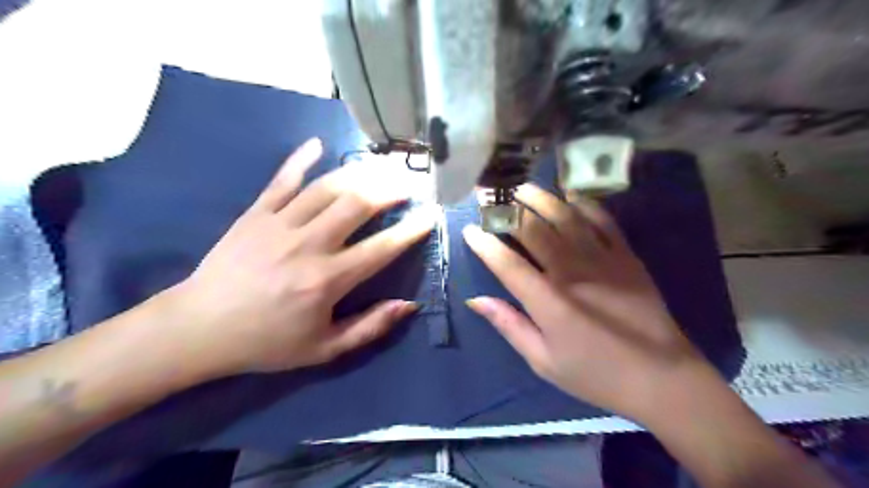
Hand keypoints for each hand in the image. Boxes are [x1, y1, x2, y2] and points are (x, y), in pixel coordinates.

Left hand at [160, 140, 433, 375]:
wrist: (199, 329)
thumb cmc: (267, 342)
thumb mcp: (324, 349)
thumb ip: (370, 327)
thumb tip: (408, 305)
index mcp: (327, 280)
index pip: (382, 248)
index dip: (411, 230)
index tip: (430, 215)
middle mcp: (308, 245)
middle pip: (357, 204)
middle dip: (389, 190)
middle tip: (407, 184)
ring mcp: (279, 224)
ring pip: (326, 188)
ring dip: (358, 174)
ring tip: (380, 168)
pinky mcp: (255, 214)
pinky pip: (282, 180)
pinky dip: (301, 159)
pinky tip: (317, 143)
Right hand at [465, 185, 709, 420]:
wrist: (661, 377)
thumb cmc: (595, 374)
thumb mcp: (543, 361)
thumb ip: (509, 325)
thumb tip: (476, 300)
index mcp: (548, 301)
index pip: (507, 264)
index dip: (485, 244)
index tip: (470, 230)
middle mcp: (571, 273)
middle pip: (533, 231)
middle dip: (507, 212)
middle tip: (490, 200)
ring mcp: (602, 260)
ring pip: (565, 218)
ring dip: (541, 199)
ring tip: (523, 189)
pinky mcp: (626, 257)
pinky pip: (603, 221)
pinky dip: (585, 205)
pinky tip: (570, 197)